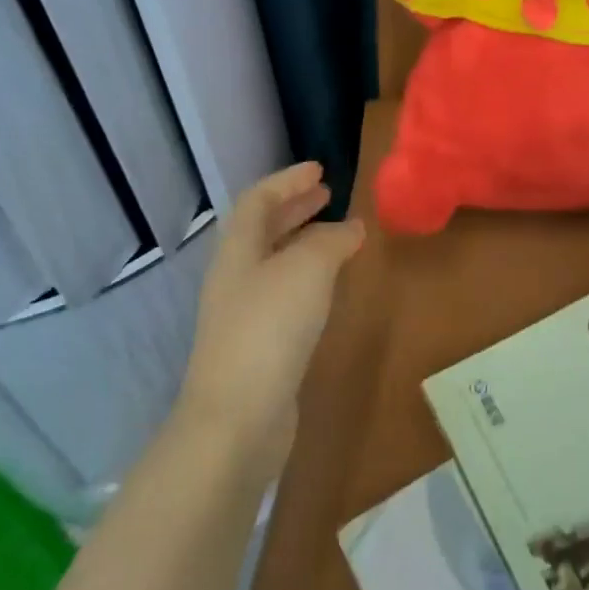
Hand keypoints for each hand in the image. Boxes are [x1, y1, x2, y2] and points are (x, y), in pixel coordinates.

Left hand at [177, 163, 364, 474]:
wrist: (237, 420)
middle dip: (295, 207)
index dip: (288, 180)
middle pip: (263, 229)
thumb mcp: (307, 269)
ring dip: (304, 241)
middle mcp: (236, 277)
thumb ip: (331, 241)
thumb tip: (351, 227)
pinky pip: (286, 295)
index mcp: (238, 250)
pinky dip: (309, 278)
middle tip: (328, 194)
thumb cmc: (269, 329)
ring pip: (276, 263)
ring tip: (338, 236)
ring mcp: (245, 315)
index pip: (258, 199)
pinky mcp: (259, 347)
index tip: (320, 169)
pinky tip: (330, 288)